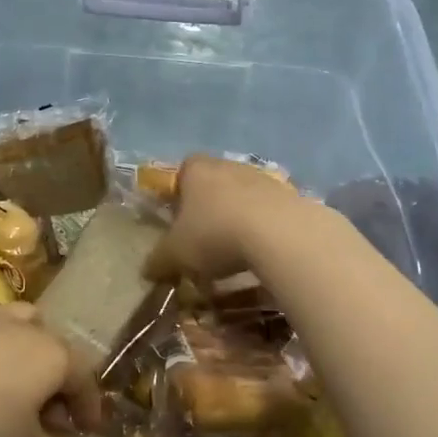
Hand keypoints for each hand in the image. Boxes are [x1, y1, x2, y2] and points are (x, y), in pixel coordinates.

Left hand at [0, 302, 102, 436]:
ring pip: (22, 320)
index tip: (86, 432)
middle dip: (58, 378)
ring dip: (28, 345)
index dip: (90, 408)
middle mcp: (26, 327)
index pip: (85, 379)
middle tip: (46, 414)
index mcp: (53, 356)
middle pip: (55, 348)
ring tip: (14, 375)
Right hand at [145, 154, 310, 281]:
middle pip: (214, 183)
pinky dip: (264, 228)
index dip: (178, 194)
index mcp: (196, 170)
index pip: (182, 172)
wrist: (279, 234)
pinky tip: (262, 253)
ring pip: (243, 196)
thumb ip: (159, 260)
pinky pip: (269, 211)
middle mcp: (229, 165)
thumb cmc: (215, 234)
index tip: (178, 220)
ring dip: (238, 219)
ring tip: (235, 252)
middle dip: (209, 208)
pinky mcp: (291, 195)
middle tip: (204, 240)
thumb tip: (147, 271)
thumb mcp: (177, 254)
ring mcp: (262, 178)